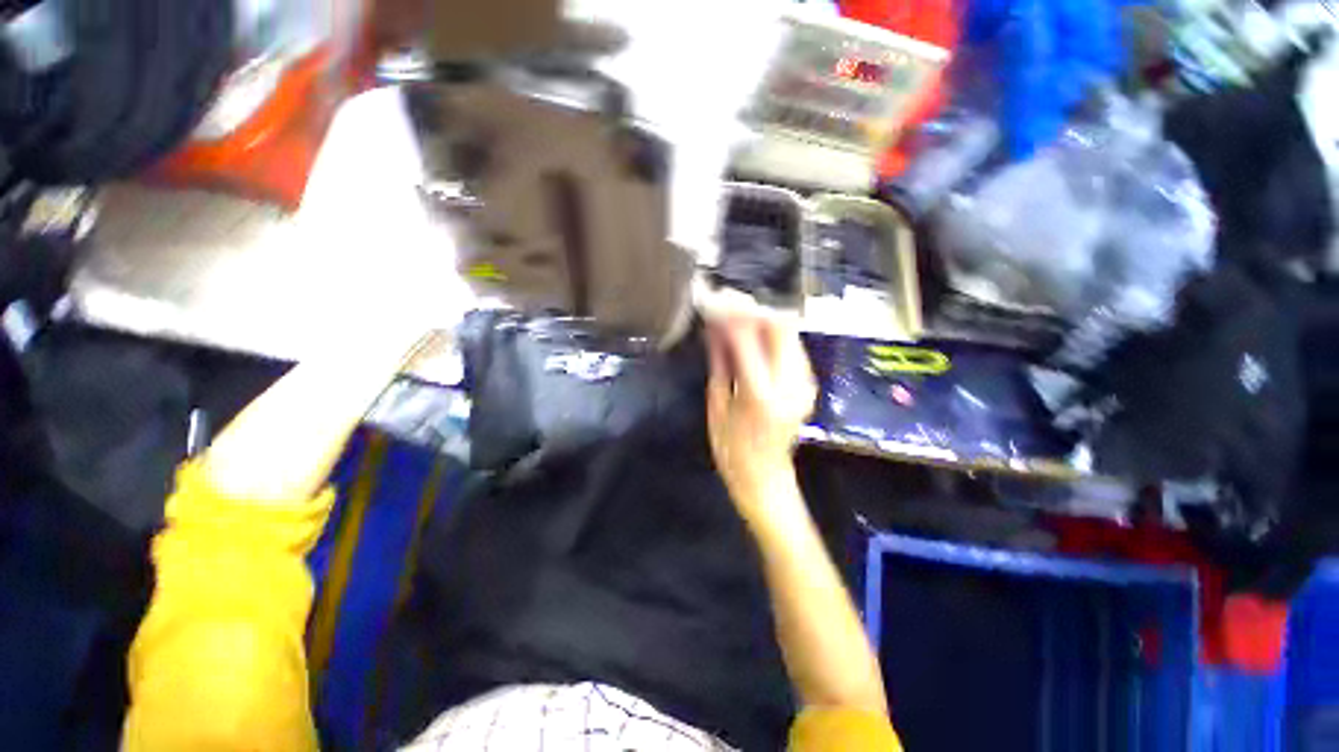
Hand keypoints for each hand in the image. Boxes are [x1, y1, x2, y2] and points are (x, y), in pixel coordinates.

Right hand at [705, 296, 816, 522]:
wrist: (764, 478)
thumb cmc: (731, 449)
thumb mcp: (717, 404)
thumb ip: (721, 361)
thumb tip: (714, 328)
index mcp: (760, 394)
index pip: (748, 338)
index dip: (730, 314)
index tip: (714, 300)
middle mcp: (790, 384)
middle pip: (782, 326)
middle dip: (753, 308)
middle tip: (728, 303)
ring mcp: (805, 383)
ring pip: (790, 332)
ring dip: (763, 318)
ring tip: (737, 315)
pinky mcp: (808, 384)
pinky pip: (791, 346)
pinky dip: (771, 334)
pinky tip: (752, 335)